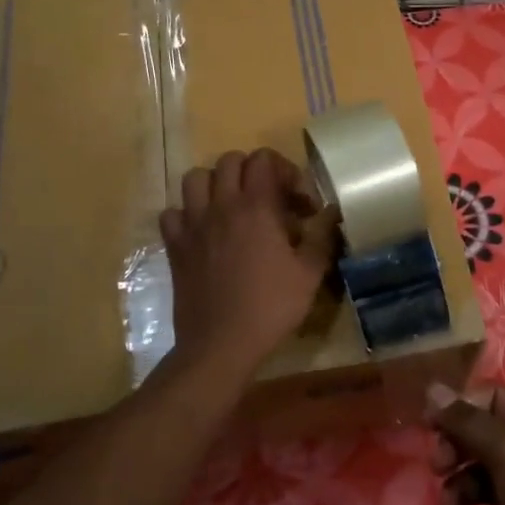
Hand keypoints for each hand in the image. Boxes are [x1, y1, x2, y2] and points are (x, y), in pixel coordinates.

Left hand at [161, 148, 333, 375]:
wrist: (221, 344)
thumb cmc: (271, 307)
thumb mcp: (310, 274)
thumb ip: (322, 236)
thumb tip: (331, 212)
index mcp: (256, 207)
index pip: (263, 159)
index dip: (284, 170)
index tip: (297, 201)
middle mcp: (221, 206)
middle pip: (229, 161)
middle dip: (252, 171)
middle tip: (268, 199)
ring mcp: (193, 224)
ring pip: (195, 178)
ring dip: (216, 184)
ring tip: (232, 206)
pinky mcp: (175, 246)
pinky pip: (172, 213)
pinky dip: (186, 213)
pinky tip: (202, 231)